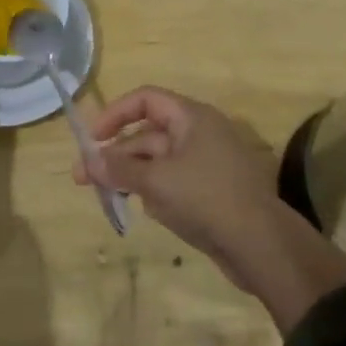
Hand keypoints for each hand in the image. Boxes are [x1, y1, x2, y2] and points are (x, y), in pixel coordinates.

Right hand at [74, 87, 281, 286]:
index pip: (146, 99)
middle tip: (83, 178)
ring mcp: (206, 163)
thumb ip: (119, 170)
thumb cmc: (207, 199)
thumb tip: (88, 161)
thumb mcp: (157, 182)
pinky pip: (172, 182)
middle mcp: (199, 133)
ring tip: (106, 196)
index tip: (92, 139)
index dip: (115, 113)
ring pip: (158, 161)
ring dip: (131, 175)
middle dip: (115, 154)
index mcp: (192, 117)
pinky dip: (154, 191)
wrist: (262, 246)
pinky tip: (144, 211)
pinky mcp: (210, 191)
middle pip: (147, 134)